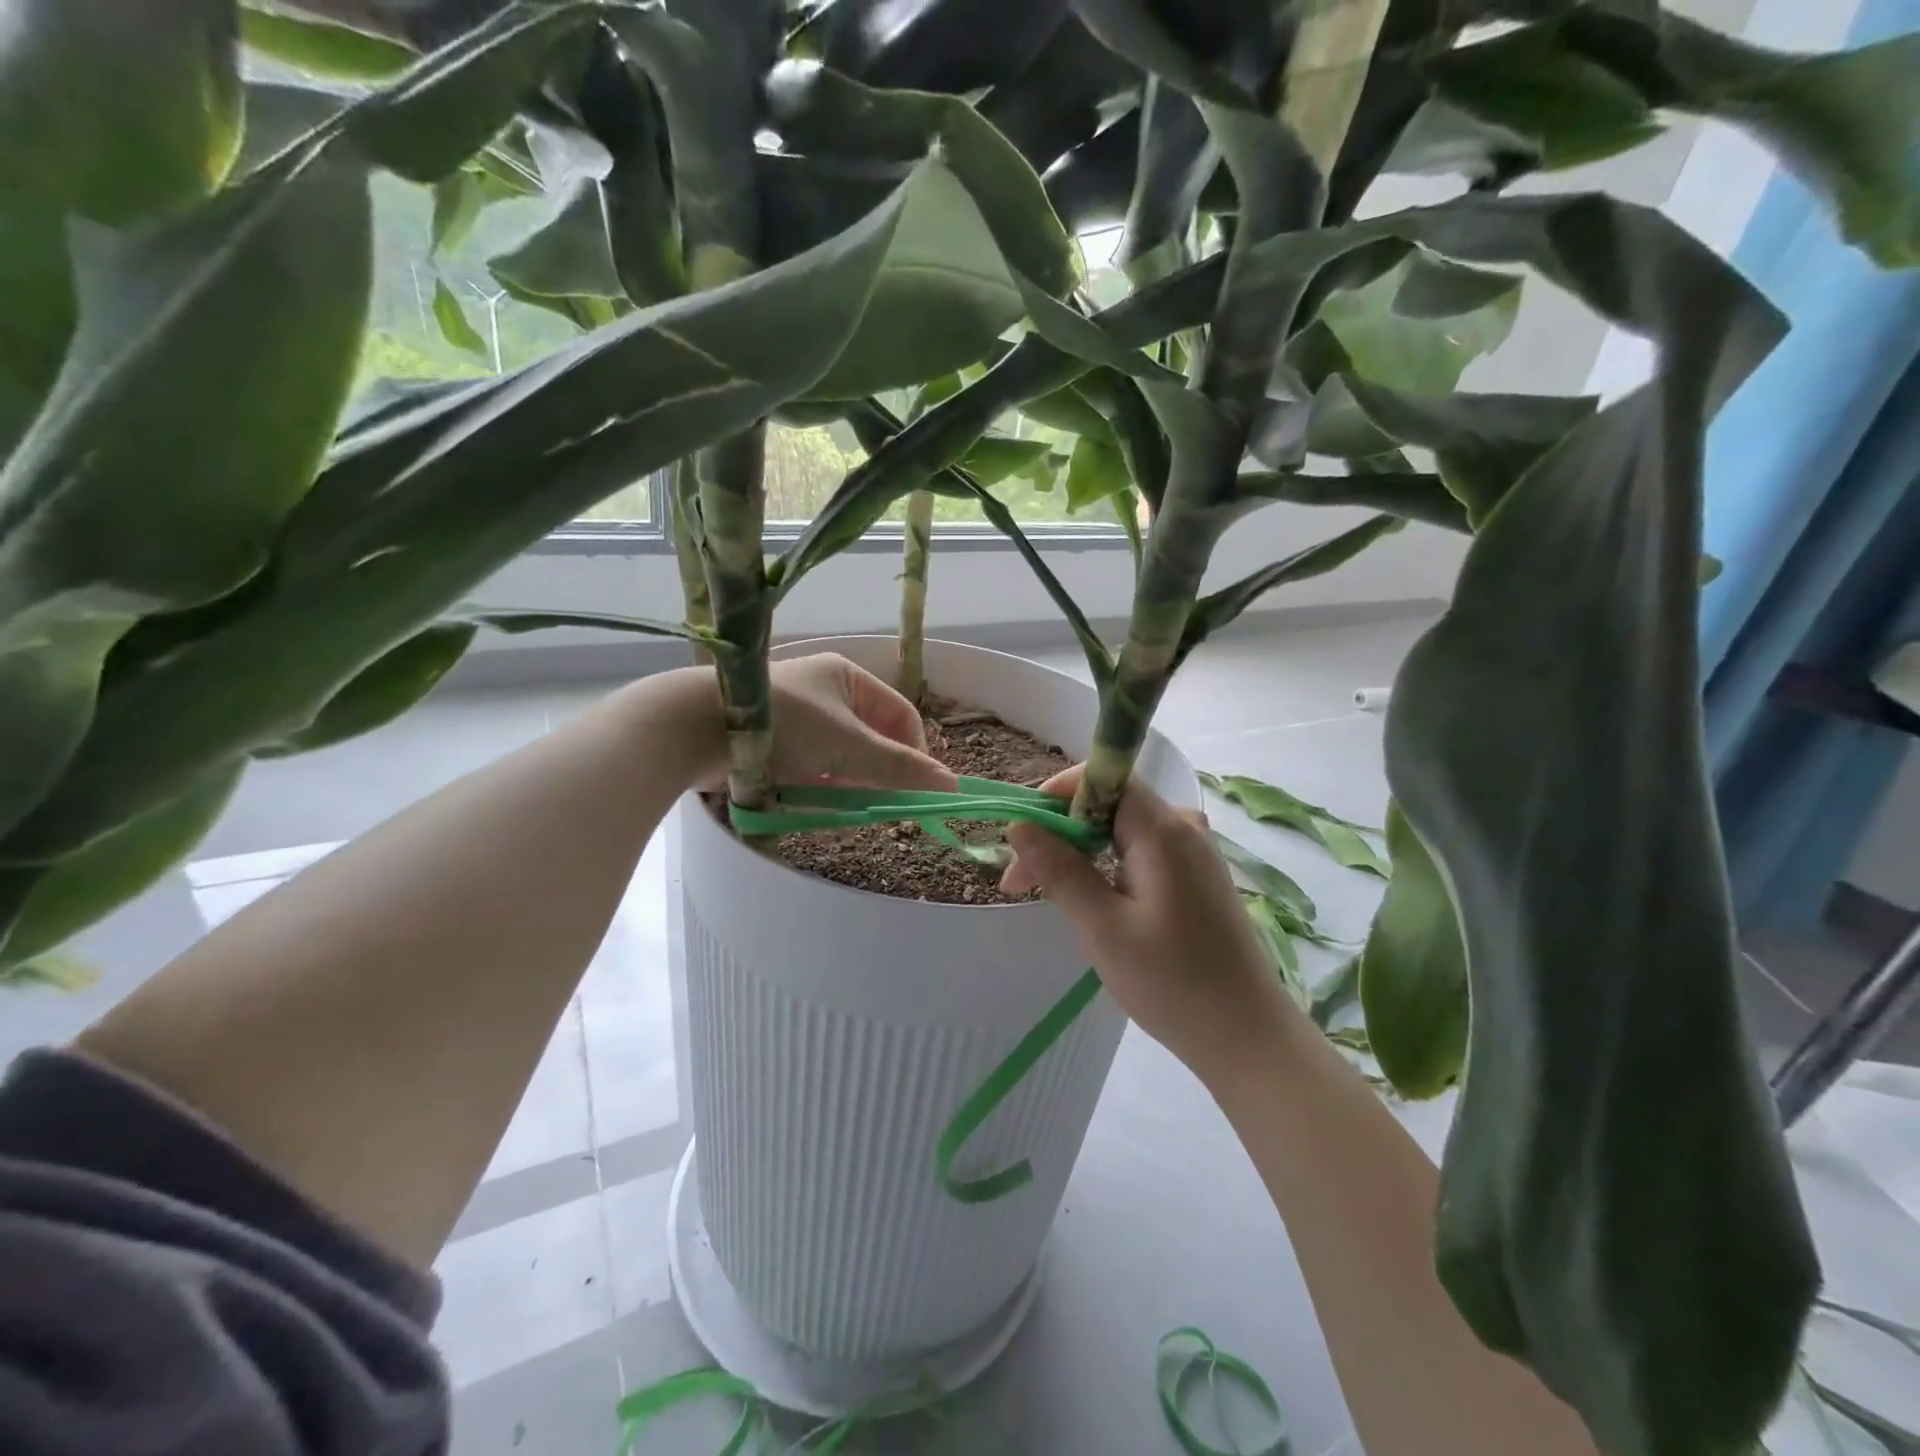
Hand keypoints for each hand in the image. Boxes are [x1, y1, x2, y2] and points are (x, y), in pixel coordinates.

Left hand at [763, 653, 956, 791]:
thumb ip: (900, 768)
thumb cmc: (784, 726)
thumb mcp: (849, 747)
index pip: (901, 715)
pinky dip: (818, 784)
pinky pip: (812, 765)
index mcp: (848, 677)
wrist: (695, 728)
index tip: (915, 789)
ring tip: (843, 804)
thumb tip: (951, 786)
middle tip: (880, 804)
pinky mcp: (773, 739)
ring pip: (841, 756)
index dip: (915, 752)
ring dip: (848, 782)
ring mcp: (797, 716)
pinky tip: (813, 800)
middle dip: (877, 772)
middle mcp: (825, 692)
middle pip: (872, 737)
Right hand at [1000, 765, 1298, 1086]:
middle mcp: (1183, 828)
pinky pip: (1141, 854)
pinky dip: (1106, 869)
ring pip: (1121, 833)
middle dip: (1058, 834)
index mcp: (1164, 830)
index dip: (1057, 794)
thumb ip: (1059, 870)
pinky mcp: (1197, 879)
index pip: (1104, 777)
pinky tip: (1090, 905)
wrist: (1247, 1037)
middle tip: (1018, 883)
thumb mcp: (1102, 927)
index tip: (1022, 833)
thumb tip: (1019, 825)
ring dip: (1079, 855)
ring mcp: (1194, 854)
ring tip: (1046, 897)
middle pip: (1108, 805)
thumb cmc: (1172, 982)